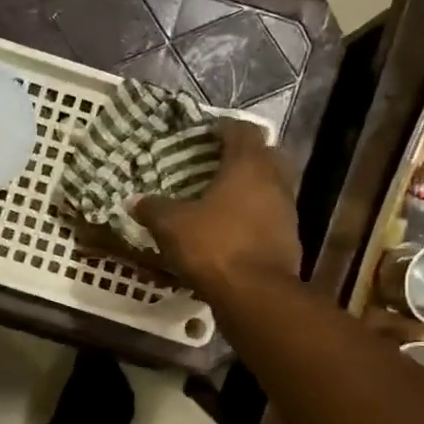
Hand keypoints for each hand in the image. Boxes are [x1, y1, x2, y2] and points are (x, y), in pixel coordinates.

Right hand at [131, 120, 300, 296]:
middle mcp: (274, 181)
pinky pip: (270, 216)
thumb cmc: (214, 246)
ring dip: (250, 188)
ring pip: (270, 187)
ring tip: (221, 199)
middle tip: (216, 164)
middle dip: (243, 156)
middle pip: (264, 155)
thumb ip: (153, 208)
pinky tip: (232, 230)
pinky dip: (254, 216)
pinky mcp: (289, 240)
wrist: (256, 295)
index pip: (243, 130)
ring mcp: (287, 211)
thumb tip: (134, 201)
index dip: (223, 128)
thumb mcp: (171, 226)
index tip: (205, 133)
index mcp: (249, 166)